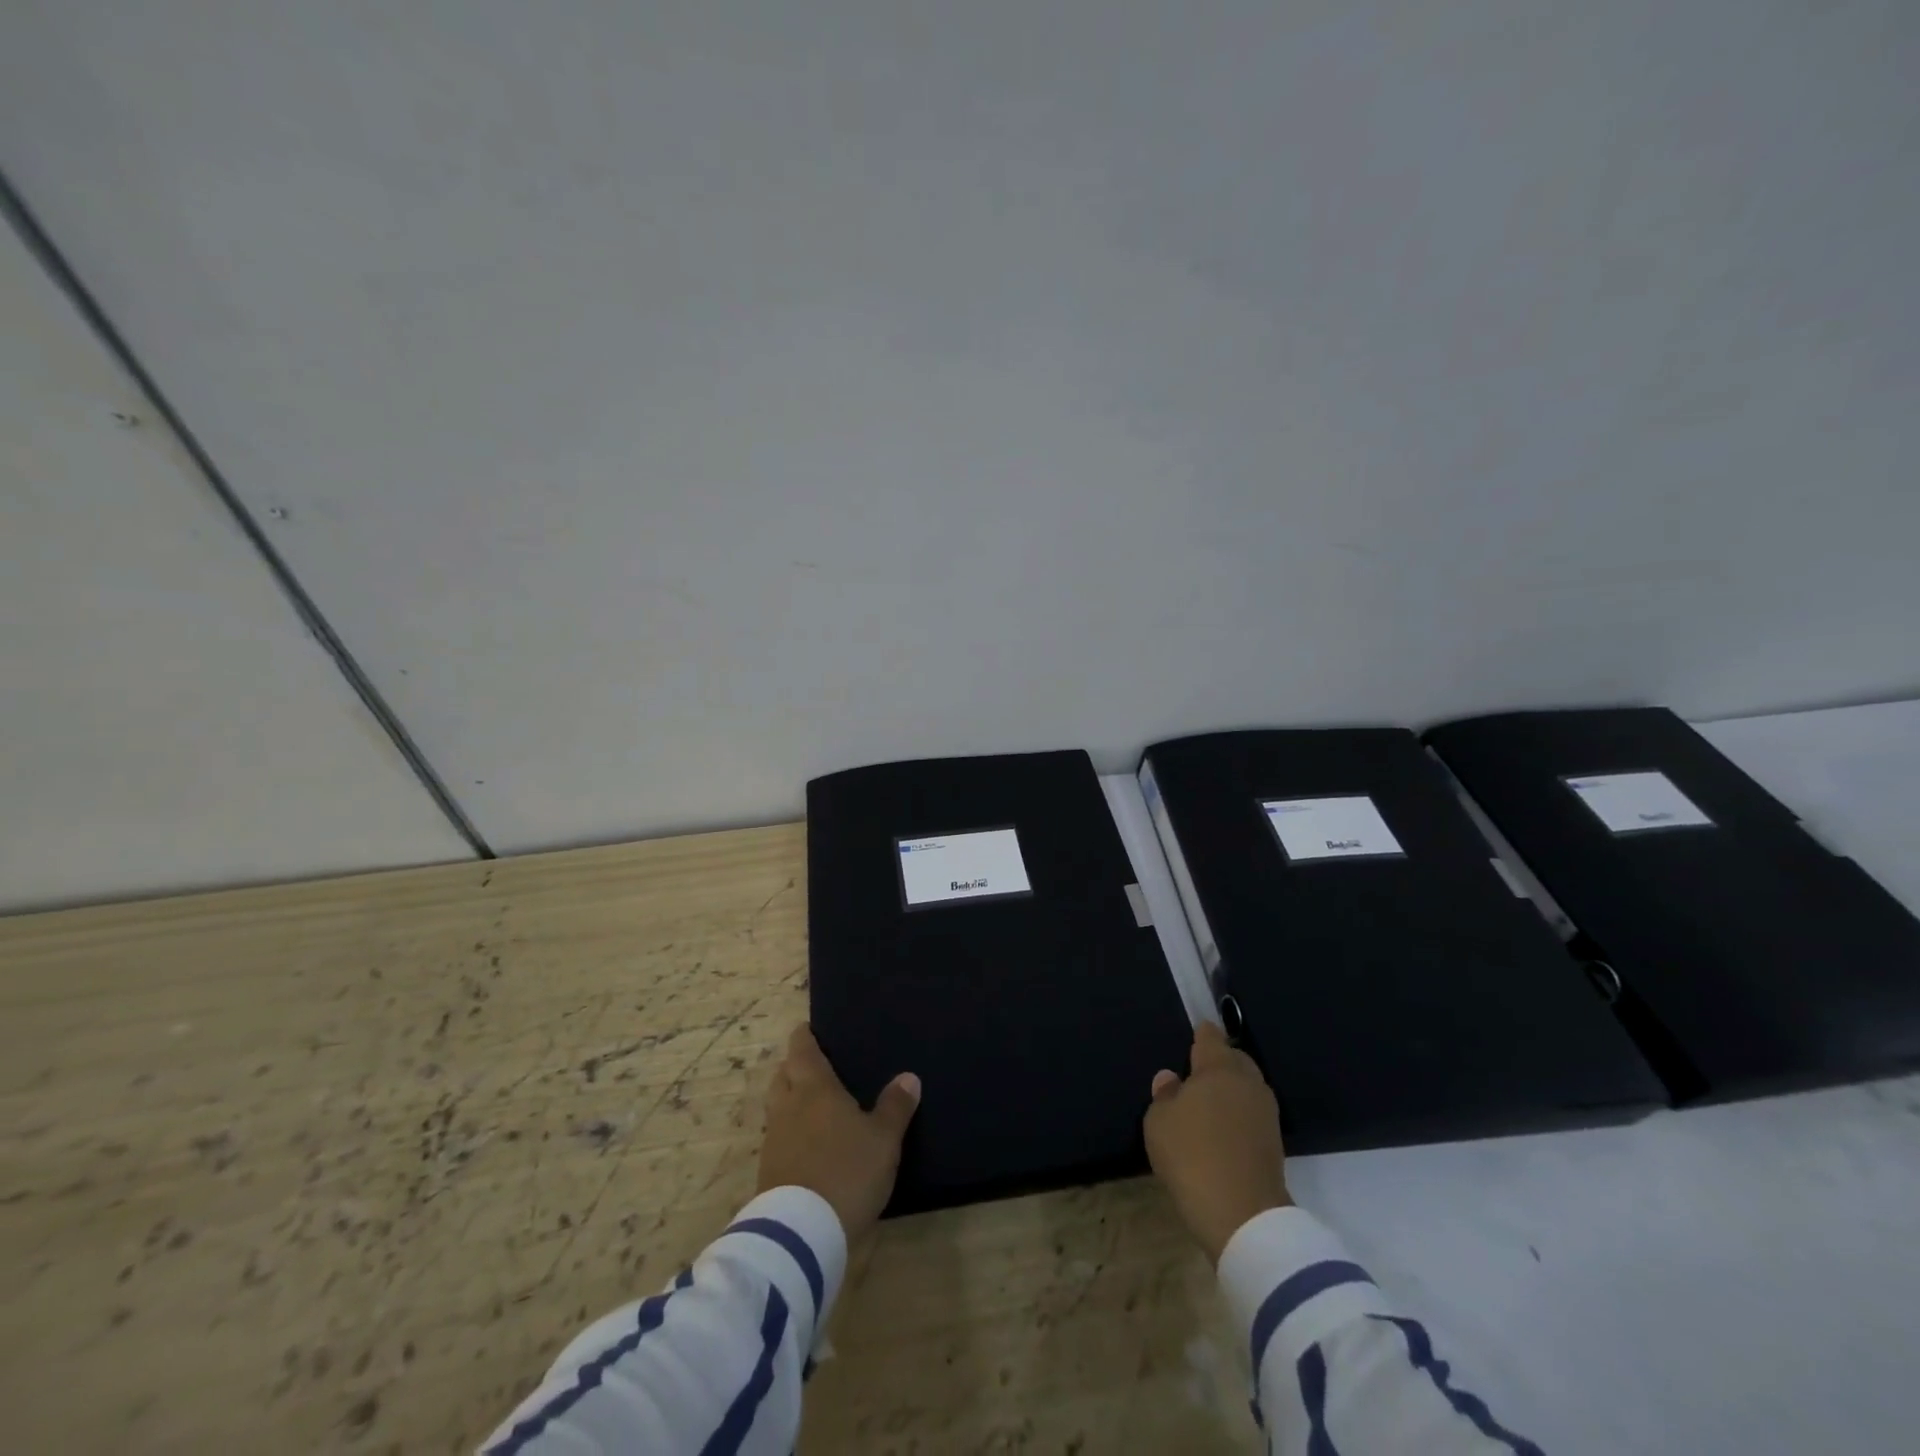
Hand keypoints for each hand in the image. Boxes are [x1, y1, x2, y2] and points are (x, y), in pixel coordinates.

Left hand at [758, 1024, 920, 1242]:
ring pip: (777, 1107)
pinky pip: (777, 1139)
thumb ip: (895, 1107)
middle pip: (783, 1075)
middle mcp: (788, 1107)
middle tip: (814, 1067)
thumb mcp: (883, 1140)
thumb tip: (908, 1076)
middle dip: (794, 1067)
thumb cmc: (847, 1171)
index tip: (809, 1029)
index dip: (804, 1037)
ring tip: (813, 1107)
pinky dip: (790, 1134)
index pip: (802, 1050)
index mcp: (815, 1088)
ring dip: (790, 1101)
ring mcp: (774, 1140)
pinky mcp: (768, 1172)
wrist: (801, 1233)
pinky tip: (807, 1146)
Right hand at [1144, 1020, 1290, 1264]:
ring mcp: (1266, 1113)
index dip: (1201, 1035)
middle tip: (1197, 1073)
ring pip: (1247, 1087)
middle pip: (1235, 1059)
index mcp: (1219, 1068)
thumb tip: (1172, 1079)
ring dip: (1231, 1089)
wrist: (1242, 1215)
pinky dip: (1239, 1114)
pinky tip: (1223, 1128)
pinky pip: (1252, 1113)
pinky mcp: (1274, 1142)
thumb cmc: (1192, 1155)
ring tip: (1209, 1102)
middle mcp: (1248, 1082)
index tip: (1193, 1036)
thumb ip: (1164, 1094)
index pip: (1211, 1037)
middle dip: (1220, 1061)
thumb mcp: (1159, 1122)